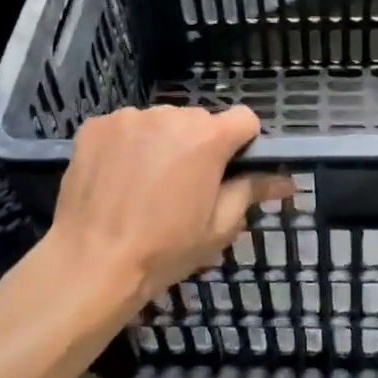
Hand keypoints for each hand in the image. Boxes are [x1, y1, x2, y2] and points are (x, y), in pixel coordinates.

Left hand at [48, 105, 294, 312]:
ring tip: (145, 185)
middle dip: (198, 145)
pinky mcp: (96, 125)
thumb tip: (286, 180)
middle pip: (199, 121)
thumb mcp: (218, 227)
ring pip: (160, 122)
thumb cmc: (164, 250)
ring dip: (162, 143)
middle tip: (185, 187)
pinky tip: (117, 178)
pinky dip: (127, 146)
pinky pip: (125, 128)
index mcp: (208, 137)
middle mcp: (171, 115)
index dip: (242, 143)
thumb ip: (252, 191)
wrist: (91, 263)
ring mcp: (129, 117)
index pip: (244, 119)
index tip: (229, 170)